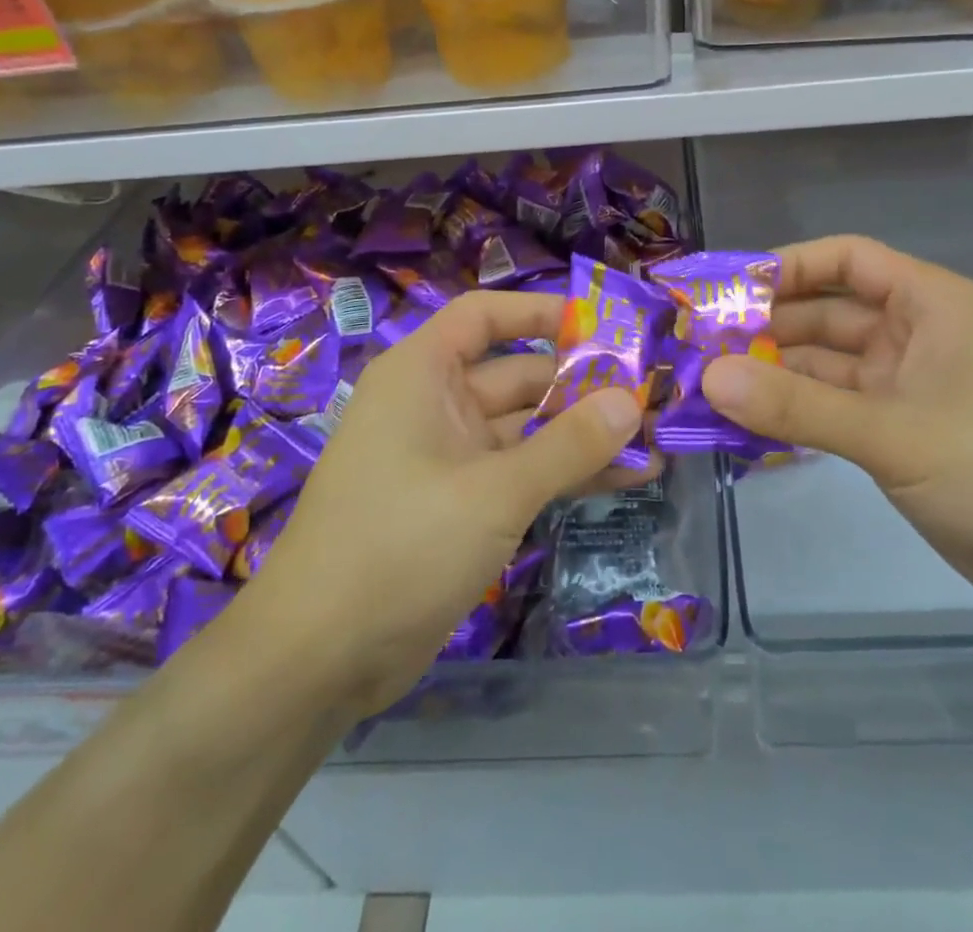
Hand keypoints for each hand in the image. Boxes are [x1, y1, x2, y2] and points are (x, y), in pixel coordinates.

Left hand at [245, 291, 651, 718]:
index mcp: (422, 374)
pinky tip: (626, 480)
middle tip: (653, 398)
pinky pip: (522, 473)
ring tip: (655, 442)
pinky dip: (566, 475)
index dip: (541, 313)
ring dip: (585, 437)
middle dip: (584, 388)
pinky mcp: (461, 506)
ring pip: (528, 431)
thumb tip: (631, 402)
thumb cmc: (399, 546)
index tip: (602, 327)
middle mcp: (435, 405)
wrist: (317, 660)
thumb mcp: (494, 491)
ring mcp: (449, 458)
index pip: (485, 317)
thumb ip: (568, 445)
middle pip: (520, 376)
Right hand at [703, 236, 972, 636]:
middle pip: (825, 315)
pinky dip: (794, 416)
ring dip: (773, 377)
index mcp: (928, 304)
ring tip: (705, 390)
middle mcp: (914, 335)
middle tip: (696, 349)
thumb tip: (710, 376)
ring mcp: (906, 388)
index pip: (845, 260)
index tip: (723, 290)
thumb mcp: (895, 434)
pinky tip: (745, 429)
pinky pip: (833, 411)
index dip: (785, 267)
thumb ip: (800, 406)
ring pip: (824, 367)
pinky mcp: (900, 435)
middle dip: (764, 329)